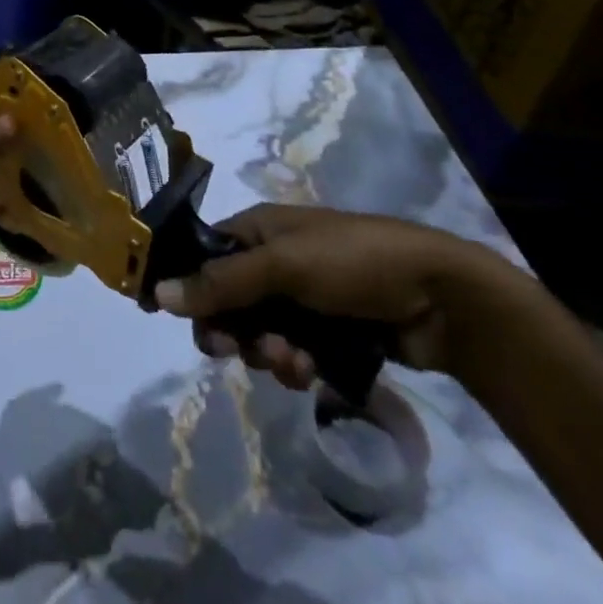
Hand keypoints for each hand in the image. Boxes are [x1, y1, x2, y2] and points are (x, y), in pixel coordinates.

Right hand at [152, 205, 518, 387]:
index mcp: (261, 230)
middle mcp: (276, 261)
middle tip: (233, 350)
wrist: (444, 300)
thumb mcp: (283, 266)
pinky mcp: (329, 334)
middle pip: (228, 300)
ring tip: (292, 363)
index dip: (187, 284)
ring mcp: (304, 299)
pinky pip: (291, 353)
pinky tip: (310, 373)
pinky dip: (293, 366)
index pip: (205, 255)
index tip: (171, 316)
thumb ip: (221, 283)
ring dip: (266, 353)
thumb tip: (158, 293)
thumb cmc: (355, 263)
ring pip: (258, 333)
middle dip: (230, 329)